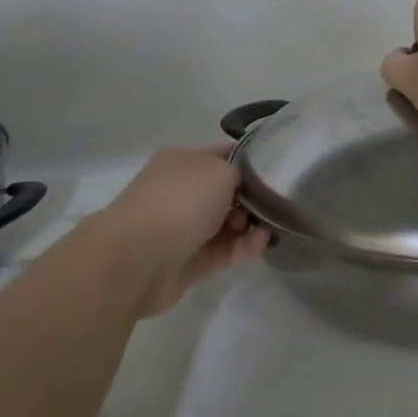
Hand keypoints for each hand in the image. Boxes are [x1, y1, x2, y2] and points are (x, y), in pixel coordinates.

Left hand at [87, 147, 270, 317]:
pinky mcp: (190, 261)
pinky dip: (244, 247)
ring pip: (227, 224)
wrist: (138, 258)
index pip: (224, 155)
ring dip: (251, 225)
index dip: (251, 162)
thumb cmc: (180, 202)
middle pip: (227, 192)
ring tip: (268, 229)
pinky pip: (224, 251)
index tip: (279, 171)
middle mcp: (181, 192)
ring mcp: (184, 228)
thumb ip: (240, 173)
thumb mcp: (219, 170)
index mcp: (182, 161)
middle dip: (252, 199)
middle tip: (271, 205)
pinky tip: (259, 244)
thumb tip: (242, 186)